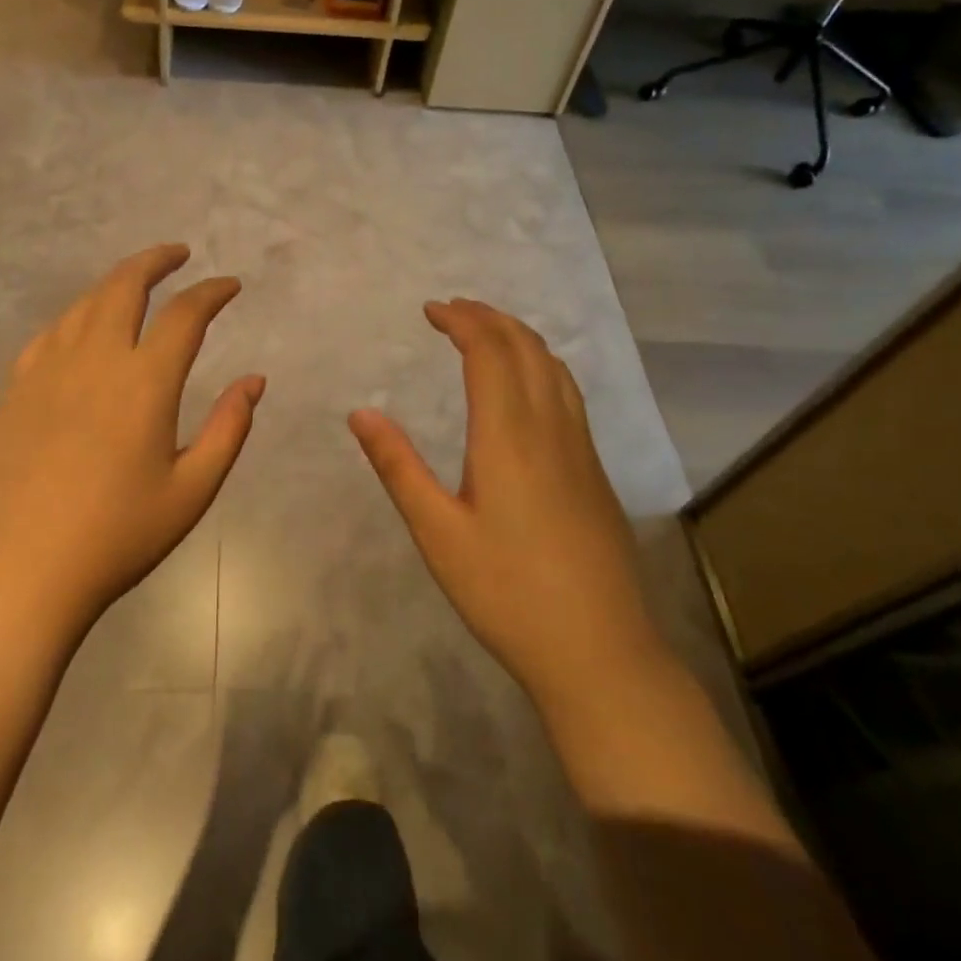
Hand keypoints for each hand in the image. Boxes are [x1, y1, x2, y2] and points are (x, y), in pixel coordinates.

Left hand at [0, 244, 263, 633]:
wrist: (21, 571)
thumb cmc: (118, 536)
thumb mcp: (192, 491)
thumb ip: (228, 428)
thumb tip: (254, 380)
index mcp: (144, 382)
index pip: (185, 315)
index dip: (212, 292)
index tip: (230, 285)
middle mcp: (94, 360)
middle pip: (124, 286)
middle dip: (155, 261)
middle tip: (177, 254)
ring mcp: (47, 370)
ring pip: (83, 303)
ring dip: (114, 282)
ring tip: (135, 282)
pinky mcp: (15, 390)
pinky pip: (49, 334)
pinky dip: (75, 316)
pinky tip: (81, 327)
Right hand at [349, 300, 664, 709]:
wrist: (600, 651)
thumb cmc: (506, 592)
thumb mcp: (437, 533)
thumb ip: (399, 467)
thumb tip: (361, 412)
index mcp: (509, 436)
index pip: (489, 353)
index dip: (462, 322)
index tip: (431, 310)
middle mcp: (551, 429)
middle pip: (527, 349)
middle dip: (490, 319)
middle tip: (454, 309)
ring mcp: (581, 450)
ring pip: (555, 369)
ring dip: (520, 338)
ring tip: (488, 332)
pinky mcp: (595, 472)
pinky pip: (569, 395)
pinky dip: (542, 366)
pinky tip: (529, 387)